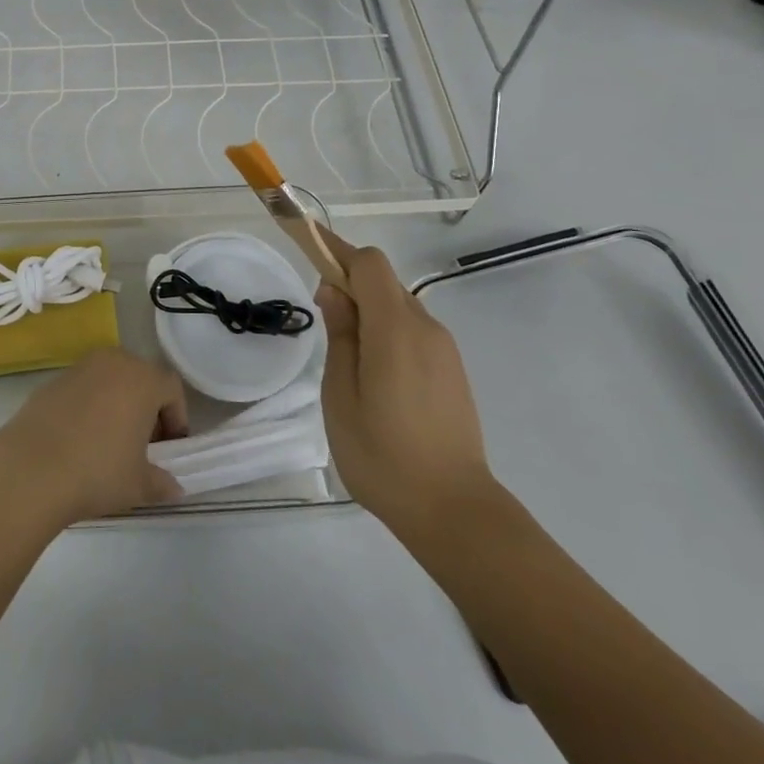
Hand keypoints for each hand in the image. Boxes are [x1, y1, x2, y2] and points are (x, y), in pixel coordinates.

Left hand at [0, 350, 189, 529]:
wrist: (30, 468)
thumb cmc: (97, 471)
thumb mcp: (138, 485)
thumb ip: (161, 482)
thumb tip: (173, 487)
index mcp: (142, 379)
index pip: (171, 388)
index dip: (176, 417)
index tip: (169, 447)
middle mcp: (113, 362)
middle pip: (140, 377)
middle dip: (146, 407)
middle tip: (142, 444)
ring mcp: (80, 367)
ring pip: (110, 379)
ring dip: (117, 403)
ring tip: (110, 441)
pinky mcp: (52, 380)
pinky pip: (83, 388)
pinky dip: (89, 405)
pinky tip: (79, 439)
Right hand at [317, 234, 495, 546]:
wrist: (454, 511)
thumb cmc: (383, 454)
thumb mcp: (340, 394)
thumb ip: (340, 335)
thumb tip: (334, 290)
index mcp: (396, 328)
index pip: (369, 263)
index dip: (338, 252)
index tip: (309, 255)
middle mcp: (426, 327)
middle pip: (385, 282)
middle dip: (350, 285)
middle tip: (324, 320)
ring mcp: (445, 350)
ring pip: (399, 307)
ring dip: (369, 312)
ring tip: (347, 360)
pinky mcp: (453, 371)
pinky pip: (414, 332)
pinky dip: (388, 334)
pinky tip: (376, 378)